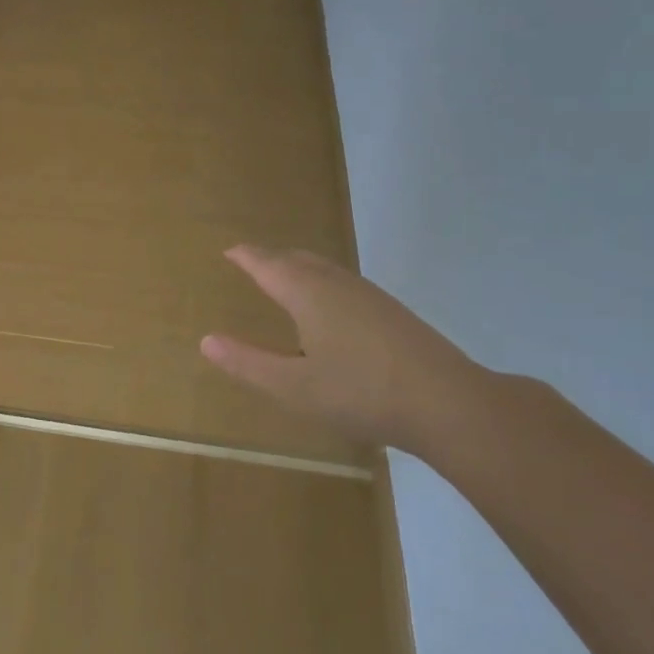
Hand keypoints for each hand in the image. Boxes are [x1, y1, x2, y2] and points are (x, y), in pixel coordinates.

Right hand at [200, 246, 482, 454]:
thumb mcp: (293, 387)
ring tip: (284, 277)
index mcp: (309, 295)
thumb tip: (207, 340)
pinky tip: (329, 307)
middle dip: (272, 257)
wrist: (447, 403)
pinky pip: (344, 283)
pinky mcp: (392, 313)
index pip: (269, 265)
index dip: (247, 257)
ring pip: (326, 269)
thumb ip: (248, 363)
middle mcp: (339, 285)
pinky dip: (322, 282)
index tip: (230, 250)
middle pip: (299, 259)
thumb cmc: (360, 393)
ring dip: (299, 266)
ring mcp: (370, 296)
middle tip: (252, 260)